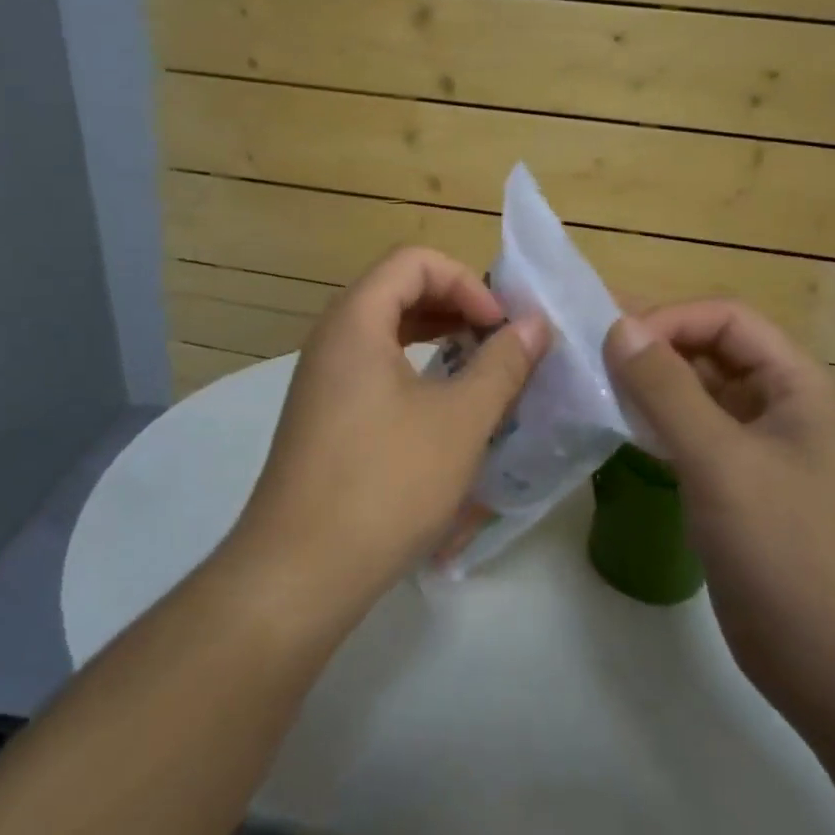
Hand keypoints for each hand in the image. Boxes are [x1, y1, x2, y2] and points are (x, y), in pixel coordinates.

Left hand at [229, 248, 548, 617]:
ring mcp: (322, 379)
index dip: (466, 281)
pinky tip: (444, 408)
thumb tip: (534, 325)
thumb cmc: (386, 483)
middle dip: (455, 305)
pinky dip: (414, 370)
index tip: (500, 327)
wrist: (300, 572)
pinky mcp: (323, 415)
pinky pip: (374, 367)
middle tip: (498, 341)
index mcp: (356, 321)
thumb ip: (502, 364)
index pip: (414, 262)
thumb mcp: (459, 420)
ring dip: (437, 337)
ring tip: (479, 368)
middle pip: (397, 290)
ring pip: (386, 331)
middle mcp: (331, 338)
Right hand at [604, 300, 834, 738]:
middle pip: (713, 352)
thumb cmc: (788, 551)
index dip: (671, 320)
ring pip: (700, 396)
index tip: (615, 344)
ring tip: (597, 388)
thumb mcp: (721, 462)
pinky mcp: (740, 488)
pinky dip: (658, 426)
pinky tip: (621, 432)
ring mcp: (761, 450)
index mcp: (797, 386)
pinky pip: (694, 437)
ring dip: (652, 387)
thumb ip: (667, 390)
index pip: (727, 320)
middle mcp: (782, 407)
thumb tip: (619, 327)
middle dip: (656, 349)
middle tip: (592, 358)